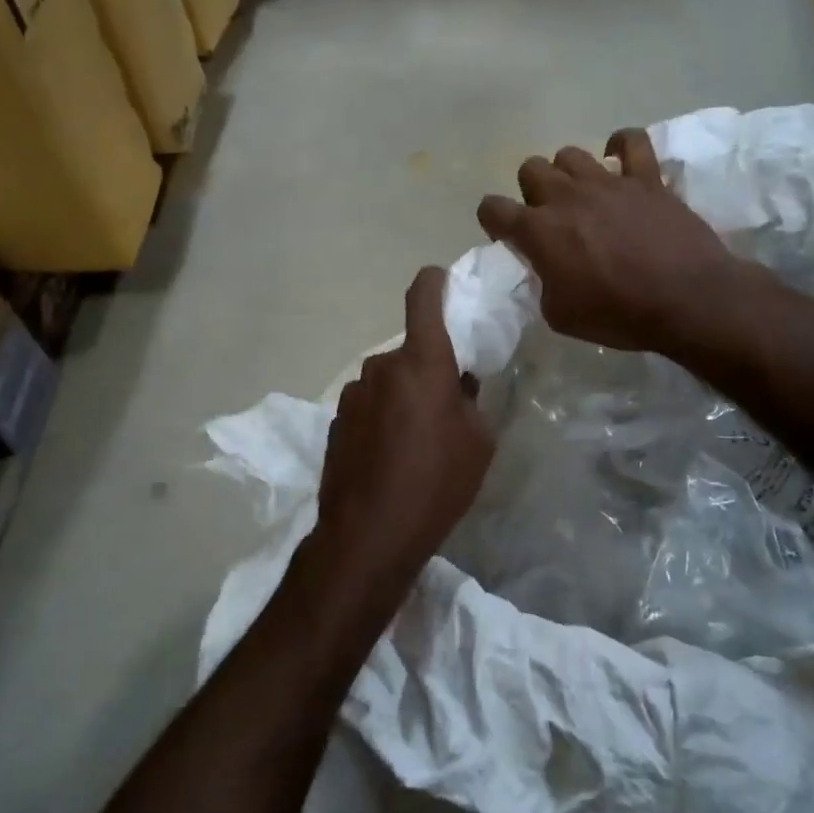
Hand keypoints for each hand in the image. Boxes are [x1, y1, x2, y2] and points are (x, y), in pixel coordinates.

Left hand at [306, 268, 494, 620]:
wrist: (369, 534)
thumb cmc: (437, 484)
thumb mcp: (478, 443)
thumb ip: (470, 401)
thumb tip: (458, 385)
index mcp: (423, 364)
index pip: (423, 300)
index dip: (433, 283)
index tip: (440, 278)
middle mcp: (382, 368)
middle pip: (409, 352)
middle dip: (428, 369)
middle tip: (446, 406)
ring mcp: (353, 394)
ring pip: (387, 381)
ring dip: (403, 396)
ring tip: (416, 440)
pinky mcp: (335, 421)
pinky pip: (368, 405)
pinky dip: (382, 417)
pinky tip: (390, 456)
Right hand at [477, 129, 741, 355]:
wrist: (686, 300)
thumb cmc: (618, 315)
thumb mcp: (560, 315)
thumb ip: (543, 285)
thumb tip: (547, 271)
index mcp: (539, 231)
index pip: (493, 208)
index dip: (493, 221)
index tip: (508, 237)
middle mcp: (566, 197)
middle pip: (530, 169)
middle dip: (532, 192)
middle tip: (549, 218)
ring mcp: (607, 182)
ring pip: (570, 154)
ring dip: (569, 174)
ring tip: (583, 196)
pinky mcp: (646, 178)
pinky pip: (630, 141)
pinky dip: (621, 146)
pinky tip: (619, 162)